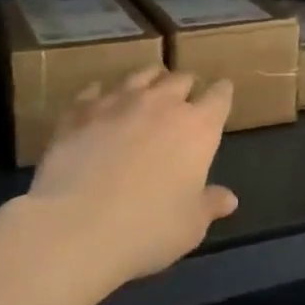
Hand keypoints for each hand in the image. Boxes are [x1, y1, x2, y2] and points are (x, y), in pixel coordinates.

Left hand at [28, 68, 238, 288]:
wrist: (76, 226)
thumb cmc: (147, 229)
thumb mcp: (190, 226)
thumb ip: (209, 205)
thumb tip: (228, 199)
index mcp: (197, 128)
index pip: (218, 98)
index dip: (222, 94)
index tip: (223, 92)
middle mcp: (160, 104)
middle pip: (180, 80)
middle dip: (186, 86)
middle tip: (185, 95)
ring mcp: (117, 103)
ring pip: (140, 76)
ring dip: (149, 80)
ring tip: (149, 86)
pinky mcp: (79, 112)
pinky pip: (94, 91)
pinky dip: (102, 94)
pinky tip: (99, 100)